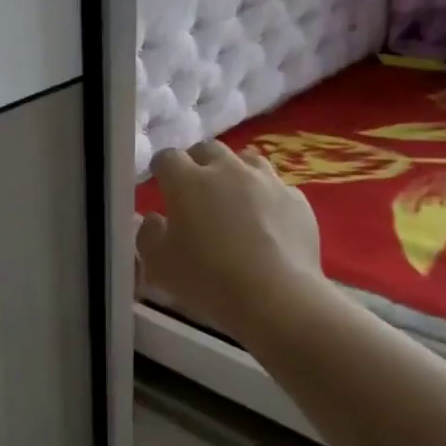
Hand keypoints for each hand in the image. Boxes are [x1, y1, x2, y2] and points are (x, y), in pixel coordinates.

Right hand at [137, 141, 327, 341]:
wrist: (276, 297)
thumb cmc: (207, 279)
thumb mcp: (158, 265)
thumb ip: (148, 235)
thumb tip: (153, 220)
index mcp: (187, 182)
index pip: (167, 158)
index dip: (160, 168)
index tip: (159, 183)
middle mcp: (227, 170)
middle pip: (208, 149)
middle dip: (197, 162)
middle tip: (193, 188)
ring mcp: (267, 181)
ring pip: (246, 160)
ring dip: (234, 172)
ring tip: (231, 197)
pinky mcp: (297, 200)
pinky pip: (276, 188)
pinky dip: (265, 197)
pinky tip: (265, 221)